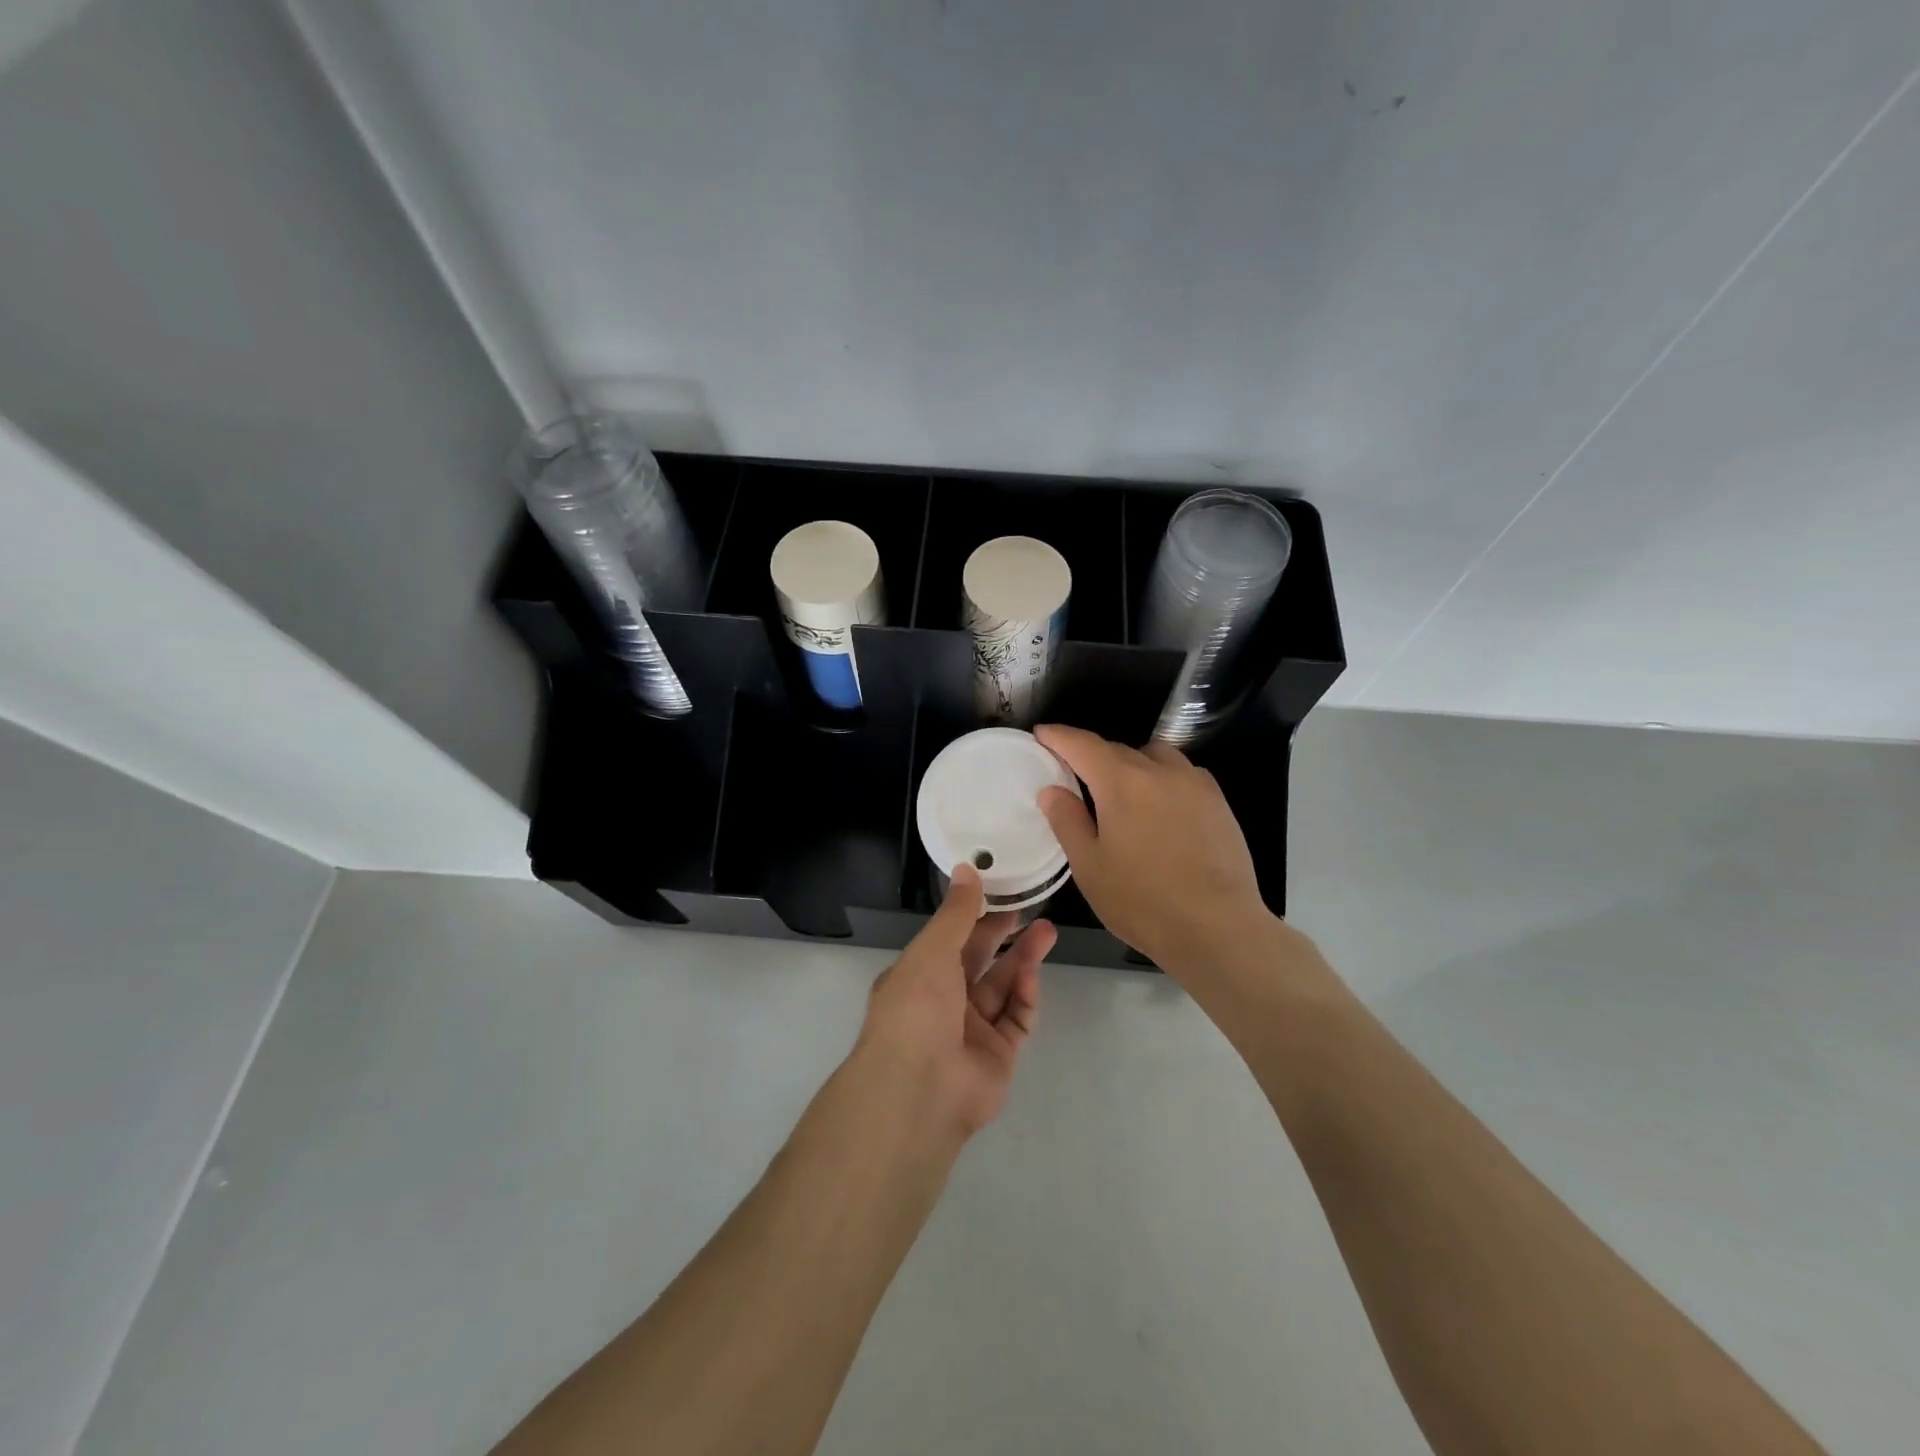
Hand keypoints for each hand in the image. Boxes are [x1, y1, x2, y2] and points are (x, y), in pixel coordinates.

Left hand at [855, 864, 1053, 1141]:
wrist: (921, 1089)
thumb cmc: (917, 1008)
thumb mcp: (932, 950)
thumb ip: (956, 912)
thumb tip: (966, 869)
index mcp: (918, 976)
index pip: (949, 939)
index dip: (974, 916)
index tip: (999, 892)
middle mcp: (943, 1002)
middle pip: (979, 960)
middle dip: (1004, 934)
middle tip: (1030, 908)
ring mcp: (971, 1030)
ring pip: (1002, 986)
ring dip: (1023, 959)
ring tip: (1048, 930)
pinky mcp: (998, 1055)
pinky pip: (1015, 1018)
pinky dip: (1025, 995)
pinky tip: (1032, 973)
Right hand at [1034, 724, 1274, 976]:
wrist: (1218, 929)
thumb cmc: (1142, 901)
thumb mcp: (1089, 866)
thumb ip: (1067, 821)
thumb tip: (1052, 790)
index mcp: (1122, 782)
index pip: (1083, 744)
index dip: (1059, 736)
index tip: (1042, 734)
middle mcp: (1160, 771)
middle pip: (1118, 749)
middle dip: (1092, 755)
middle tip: (1074, 774)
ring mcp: (1195, 784)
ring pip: (1155, 756)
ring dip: (1132, 764)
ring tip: (1121, 791)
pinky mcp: (1219, 802)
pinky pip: (1182, 775)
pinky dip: (1162, 779)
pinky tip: (1160, 808)